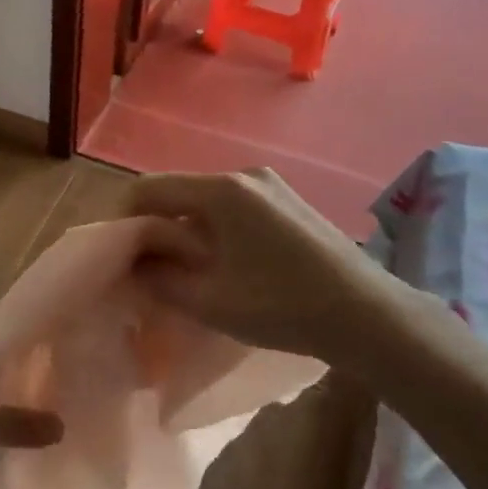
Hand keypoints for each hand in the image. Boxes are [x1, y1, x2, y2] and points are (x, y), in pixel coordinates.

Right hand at [125, 168, 420, 367]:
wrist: (367, 313)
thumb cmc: (282, 306)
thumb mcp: (210, 301)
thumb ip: (161, 279)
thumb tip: (135, 264)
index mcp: (221, 191)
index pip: (150, 188)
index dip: (125, 220)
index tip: (121, 257)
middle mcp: (244, 175)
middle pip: (180, 192)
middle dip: (158, 228)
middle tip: (153, 271)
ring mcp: (271, 185)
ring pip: (208, 202)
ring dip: (189, 231)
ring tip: (190, 273)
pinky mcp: (289, 201)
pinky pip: (236, 208)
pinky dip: (217, 230)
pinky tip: (229, 266)